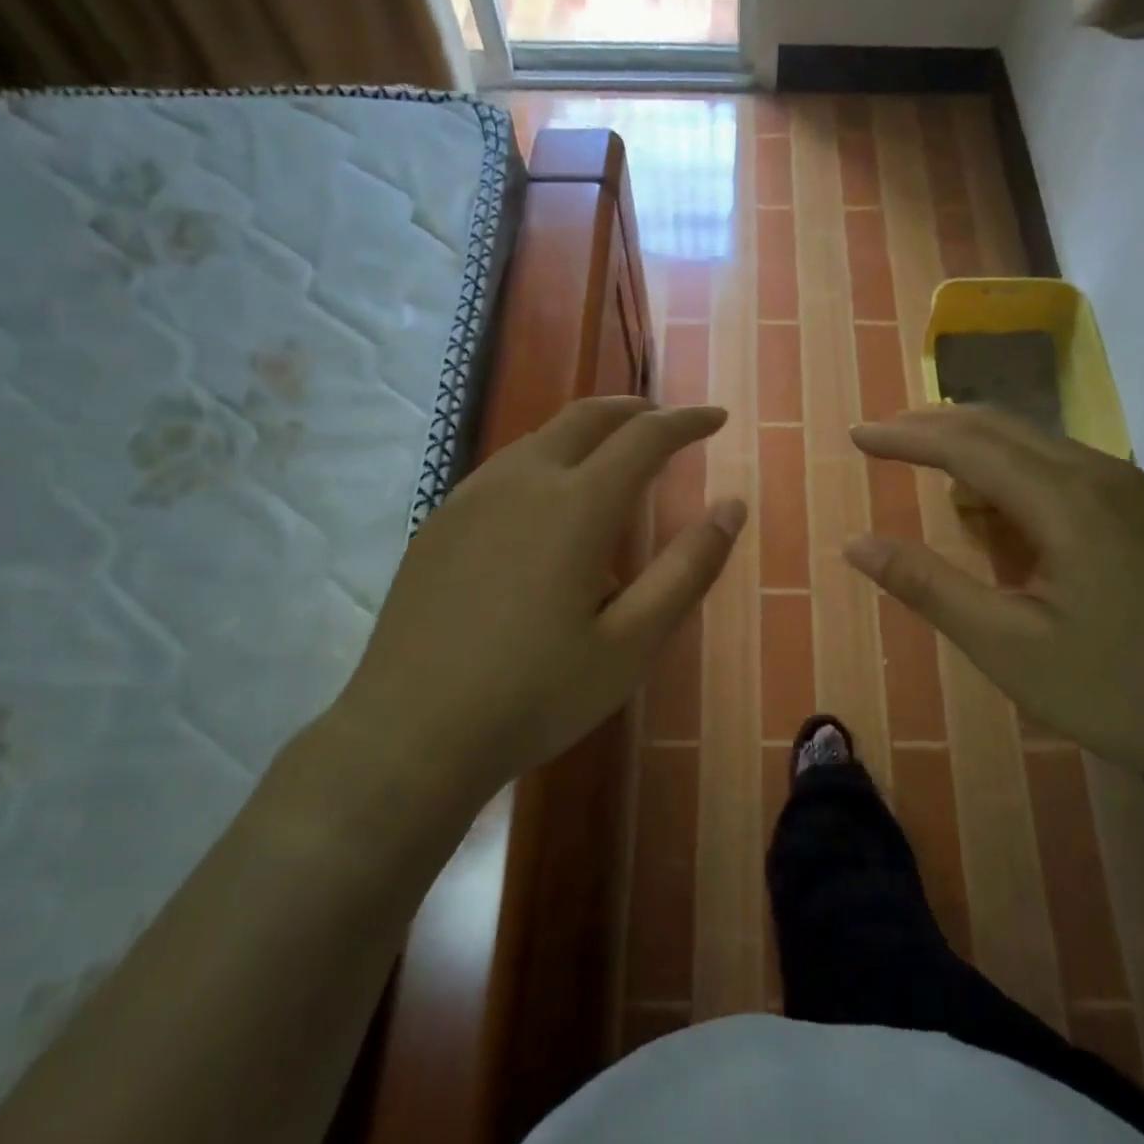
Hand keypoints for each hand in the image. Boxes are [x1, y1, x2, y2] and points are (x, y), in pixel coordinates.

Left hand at [324, 397, 744, 808]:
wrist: (411, 733)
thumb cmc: (537, 693)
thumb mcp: (633, 643)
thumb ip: (688, 569)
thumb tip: (732, 507)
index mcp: (577, 505)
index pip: (645, 438)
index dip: (687, 422)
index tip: (716, 417)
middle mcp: (523, 481)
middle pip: (586, 417)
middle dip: (634, 410)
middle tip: (666, 422)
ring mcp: (471, 497)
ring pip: (540, 437)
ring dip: (586, 432)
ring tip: (614, 455)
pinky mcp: (439, 522)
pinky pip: (504, 468)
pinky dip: (545, 460)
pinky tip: (547, 502)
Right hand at [847, 406, 1143, 798]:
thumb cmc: (1122, 690)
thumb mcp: (1008, 646)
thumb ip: (929, 587)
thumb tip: (857, 544)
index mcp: (1065, 499)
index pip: (965, 445)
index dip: (905, 437)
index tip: (856, 436)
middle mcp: (1099, 475)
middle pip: (1001, 426)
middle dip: (934, 427)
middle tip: (882, 440)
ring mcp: (1132, 493)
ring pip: (1036, 444)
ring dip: (975, 448)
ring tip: (929, 470)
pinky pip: (1063, 470)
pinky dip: (1013, 474)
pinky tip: (1000, 512)